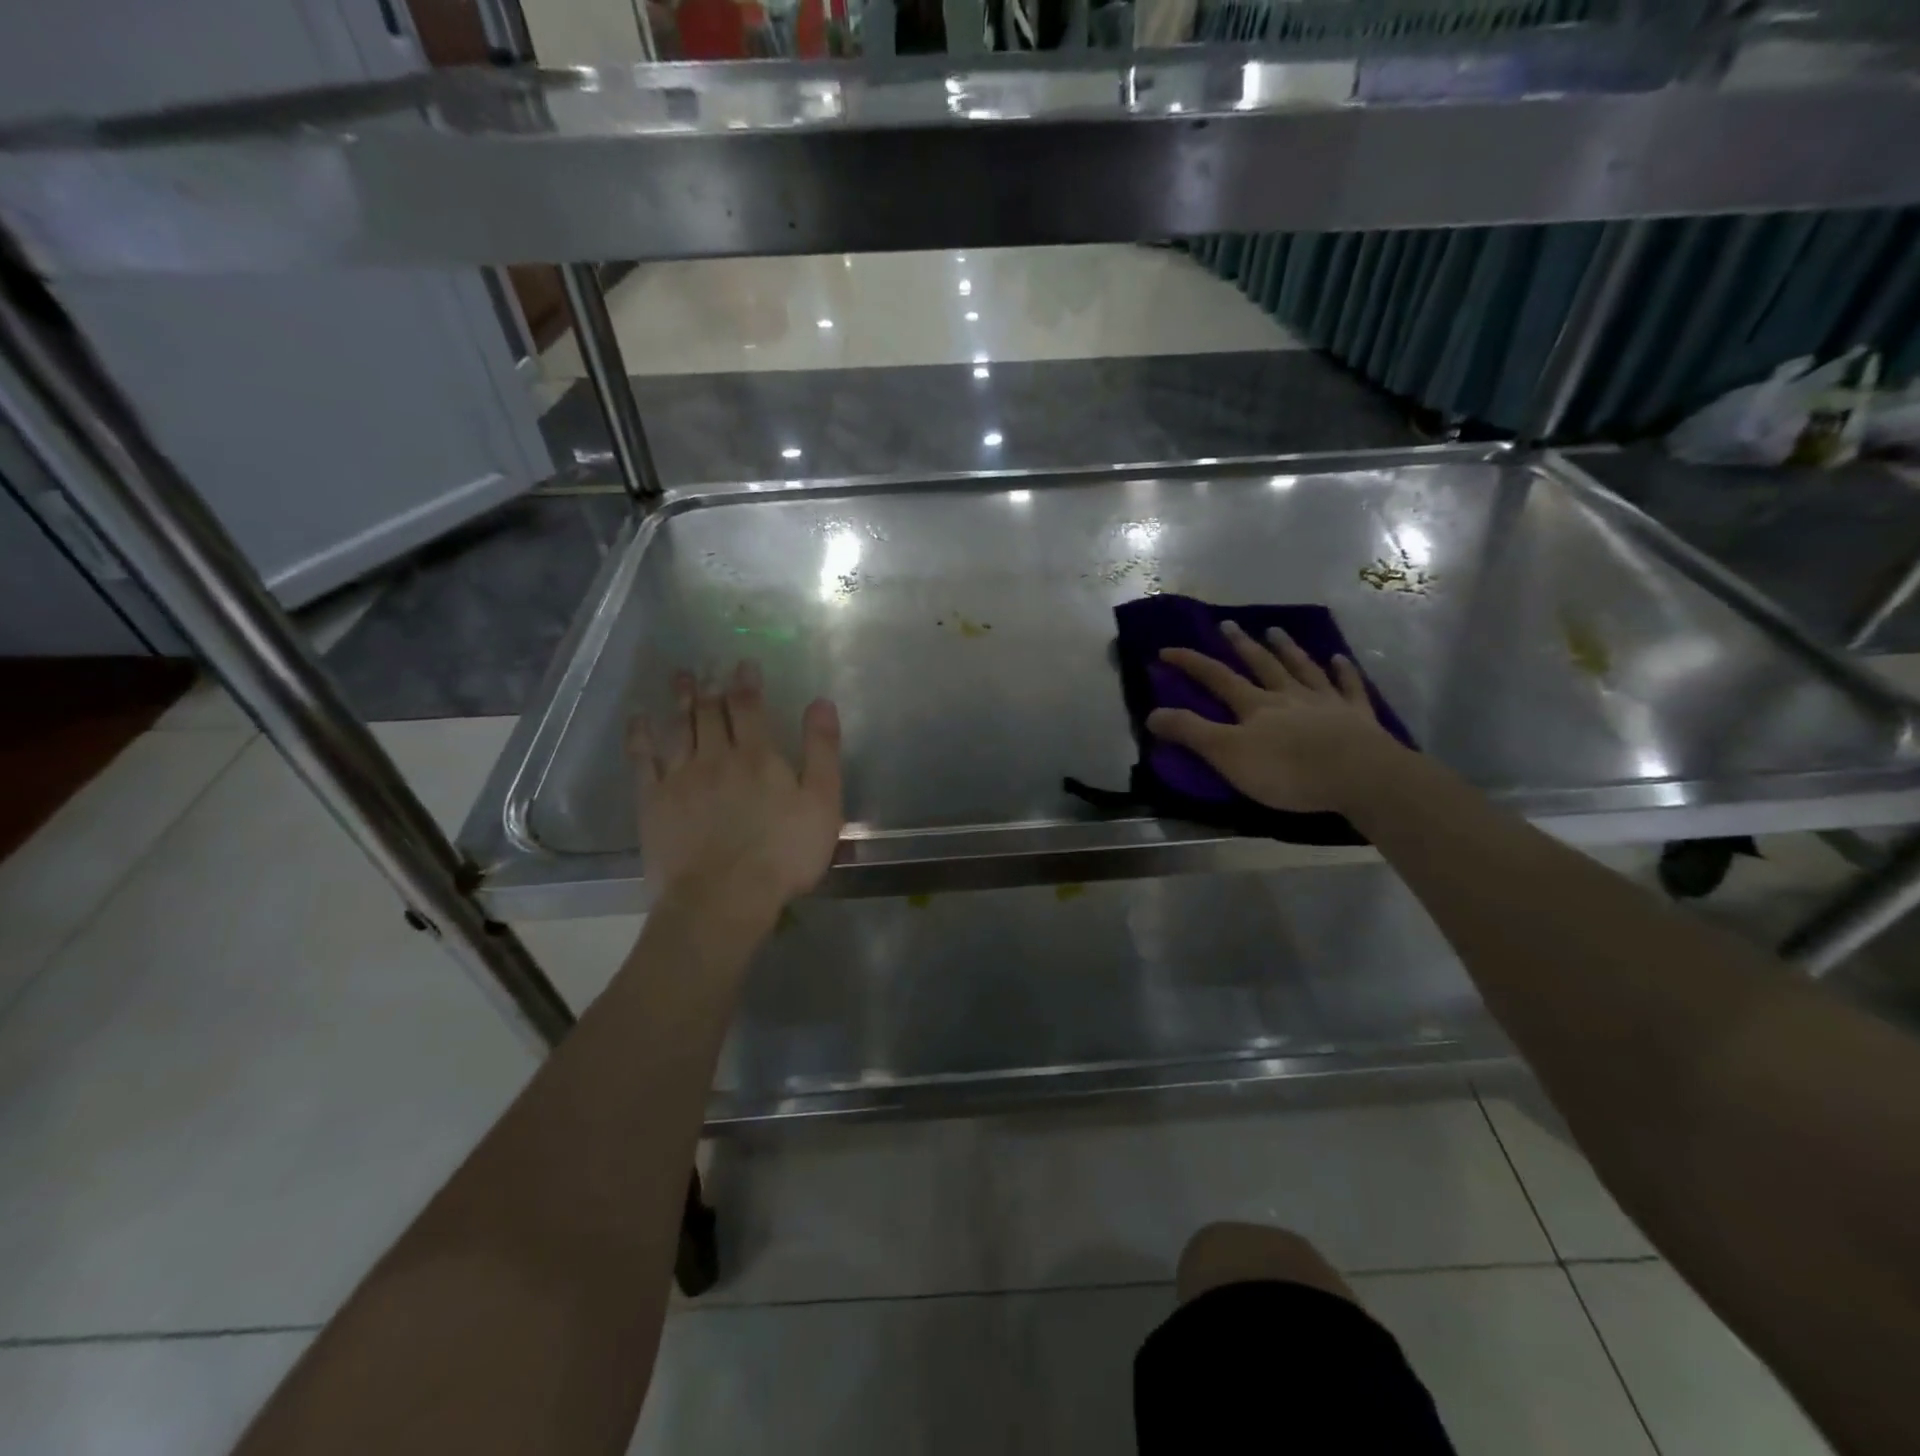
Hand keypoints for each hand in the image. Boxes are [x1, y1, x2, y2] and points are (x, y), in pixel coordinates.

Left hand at [628, 662, 843, 916]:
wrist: (724, 898)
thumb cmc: (783, 854)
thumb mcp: (822, 803)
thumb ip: (822, 751)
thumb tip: (820, 702)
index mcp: (757, 756)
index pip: (749, 707)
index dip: (746, 682)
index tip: (743, 663)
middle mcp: (715, 756)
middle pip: (709, 712)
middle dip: (710, 685)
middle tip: (705, 664)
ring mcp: (680, 777)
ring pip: (678, 728)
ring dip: (679, 699)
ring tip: (679, 677)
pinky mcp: (653, 802)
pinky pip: (643, 759)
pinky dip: (640, 735)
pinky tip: (638, 719)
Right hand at [1147, 621, 1403, 814]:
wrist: (1359, 776)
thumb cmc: (1287, 770)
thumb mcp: (1228, 755)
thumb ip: (1191, 732)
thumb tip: (1151, 713)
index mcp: (1255, 706)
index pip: (1216, 677)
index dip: (1190, 663)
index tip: (1166, 650)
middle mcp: (1288, 696)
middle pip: (1261, 665)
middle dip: (1241, 645)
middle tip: (1227, 625)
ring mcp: (1326, 702)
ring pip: (1302, 668)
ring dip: (1287, 649)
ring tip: (1275, 630)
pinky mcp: (1357, 717)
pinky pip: (1349, 687)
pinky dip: (1343, 671)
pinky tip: (1339, 659)